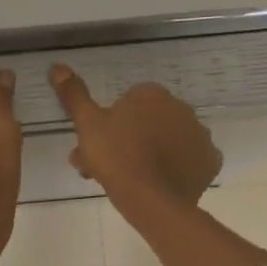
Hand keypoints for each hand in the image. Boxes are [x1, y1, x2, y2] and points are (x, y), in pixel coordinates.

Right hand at [49, 64, 220, 218]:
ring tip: (132, 180)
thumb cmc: (116, 157)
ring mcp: (199, 134)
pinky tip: (160, 183)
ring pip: (169, 140)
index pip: (128, 103)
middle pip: (149, 122)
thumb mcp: (87, 124)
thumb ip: (74, 95)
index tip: (98, 146)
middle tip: (108, 167)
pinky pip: (190, 160)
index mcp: (152, 94)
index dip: (111, 124)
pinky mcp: (210, 161)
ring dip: (153, 153)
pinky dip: (178, 168)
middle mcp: (181, 107)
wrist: (151, 199)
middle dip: (129, 140)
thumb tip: (57, 66)